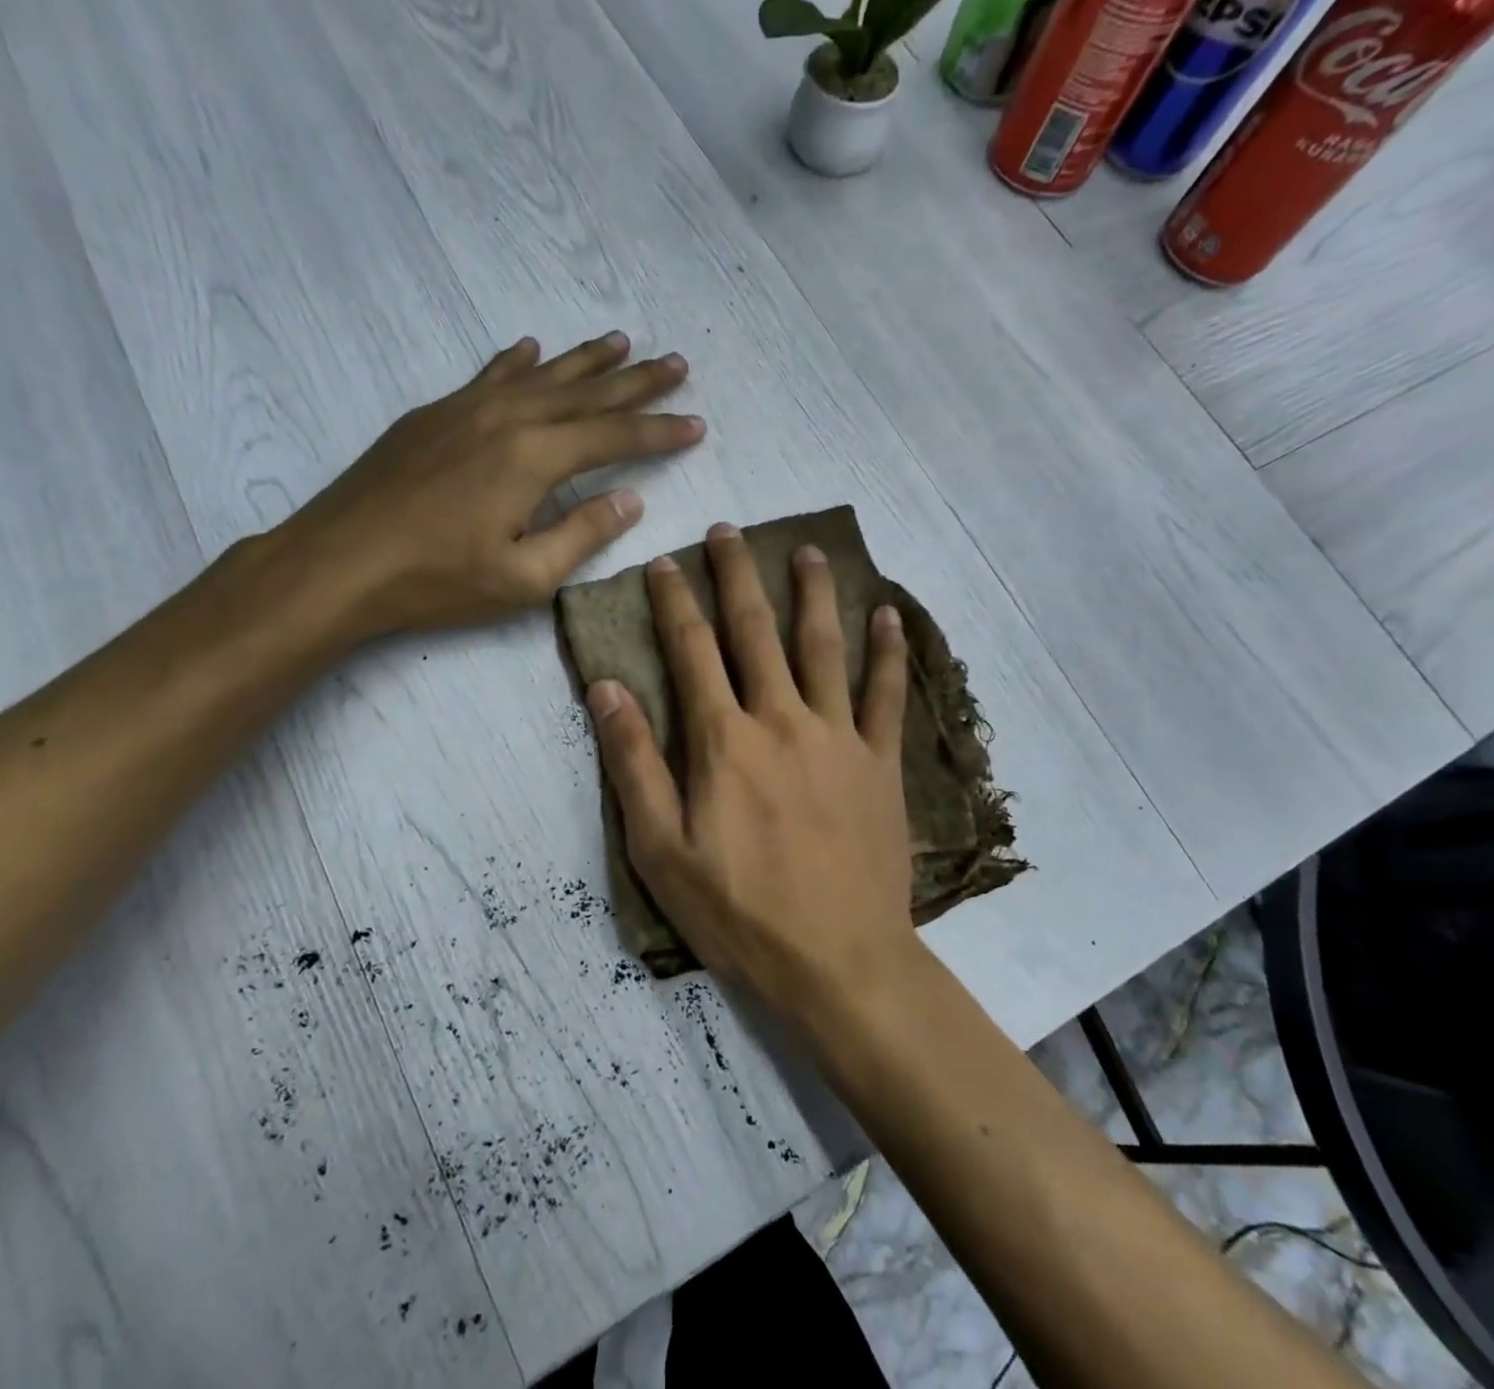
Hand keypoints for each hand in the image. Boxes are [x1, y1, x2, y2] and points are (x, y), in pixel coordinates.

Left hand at [265, 333, 700, 645]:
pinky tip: (532, 348)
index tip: (695, 423)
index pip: (614, 436)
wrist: (338, 562)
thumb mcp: (524, 578)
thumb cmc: (436, 580)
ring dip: (585, 360)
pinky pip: (489, 375)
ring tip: (622, 341)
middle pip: (586, 393)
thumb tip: (630, 499)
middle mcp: (506, 418)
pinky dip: (517, 361)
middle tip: (677, 364)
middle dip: (636, 381)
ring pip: (541, 375)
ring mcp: (465, 410)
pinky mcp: (433, 415)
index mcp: (533, 458)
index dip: (659, 430)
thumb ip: (583, 534)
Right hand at [588, 523, 918, 1017]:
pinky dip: (887, 653)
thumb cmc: (738, 912)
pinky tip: (887, 616)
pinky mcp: (880, 763)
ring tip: (806, 550)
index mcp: (724, 740)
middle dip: (737, 577)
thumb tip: (606, 689)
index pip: (691, 651)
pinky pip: (887, 695)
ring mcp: (838, 737)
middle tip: (728, 531)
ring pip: (823, 647)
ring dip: (812, 594)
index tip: (663, 562)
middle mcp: (782, 720)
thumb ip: (634, 763)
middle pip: (756, 631)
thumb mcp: (660, 848)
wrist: (838, 962)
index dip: (674, 602)